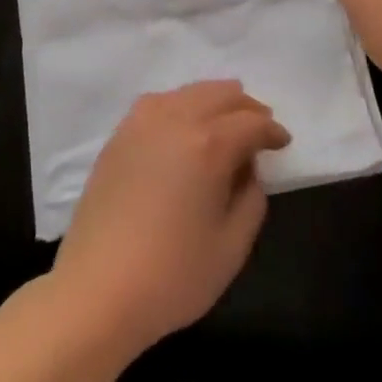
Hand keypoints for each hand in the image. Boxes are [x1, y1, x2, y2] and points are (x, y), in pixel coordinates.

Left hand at [53, 81, 290, 353]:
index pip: (251, 123)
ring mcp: (143, 122)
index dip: (272, 131)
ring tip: (226, 120)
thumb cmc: (173, 275)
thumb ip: (251, 198)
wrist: (98, 289)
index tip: (283, 142)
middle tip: (260, 126)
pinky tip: (186, 125)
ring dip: (214, 101)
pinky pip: (161, 102)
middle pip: (220, 95)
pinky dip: (182, 104)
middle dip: (246, 107)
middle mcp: (176, 119)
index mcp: (208, 144)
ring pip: (189, 92)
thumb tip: (247, 169)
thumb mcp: (232, 247)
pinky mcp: (120, 134)